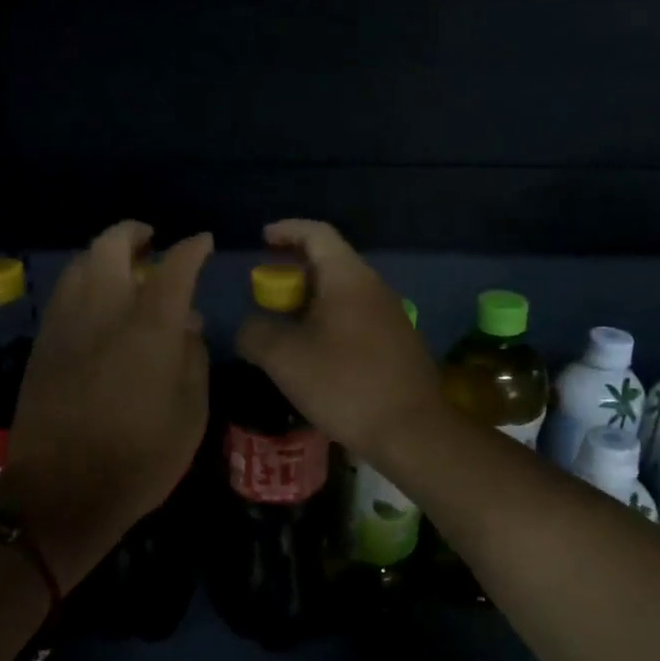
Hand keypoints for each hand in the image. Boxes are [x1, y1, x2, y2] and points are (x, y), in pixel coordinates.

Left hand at [0, 222, 212, 591]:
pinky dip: (83, 282)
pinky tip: (96, 302)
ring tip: (124, 269)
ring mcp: (66, 326)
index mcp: (148, 328)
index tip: (203, 243)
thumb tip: (188, 324)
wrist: (61, 495)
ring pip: (80, 265)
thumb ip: (193, 359)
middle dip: (133, 233)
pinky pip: (63, 294)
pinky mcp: (43, 345)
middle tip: (151, 242)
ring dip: (104, 255)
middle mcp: (103, 312)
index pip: (174, 268)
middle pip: (111, 246)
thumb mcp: (190, 415)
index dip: (192, 249)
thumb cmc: (140, 460)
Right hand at [235, 219, 442, 461]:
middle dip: (292, 272)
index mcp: (348, 277)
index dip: (286, 230)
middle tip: (264, 292)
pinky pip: (355, 317)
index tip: (261, 240)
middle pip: (329, 262)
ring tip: (283, 326)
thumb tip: (248, 325)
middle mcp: (373, 287)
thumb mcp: (284, 358)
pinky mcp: (397, 342)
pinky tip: (314, 353)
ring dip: (309, 301)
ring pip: (342, 293)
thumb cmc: (344, 384)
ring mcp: (390, 315)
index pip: (316, 233)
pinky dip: (328, 322)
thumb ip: (256, 333)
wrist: (411, 430)